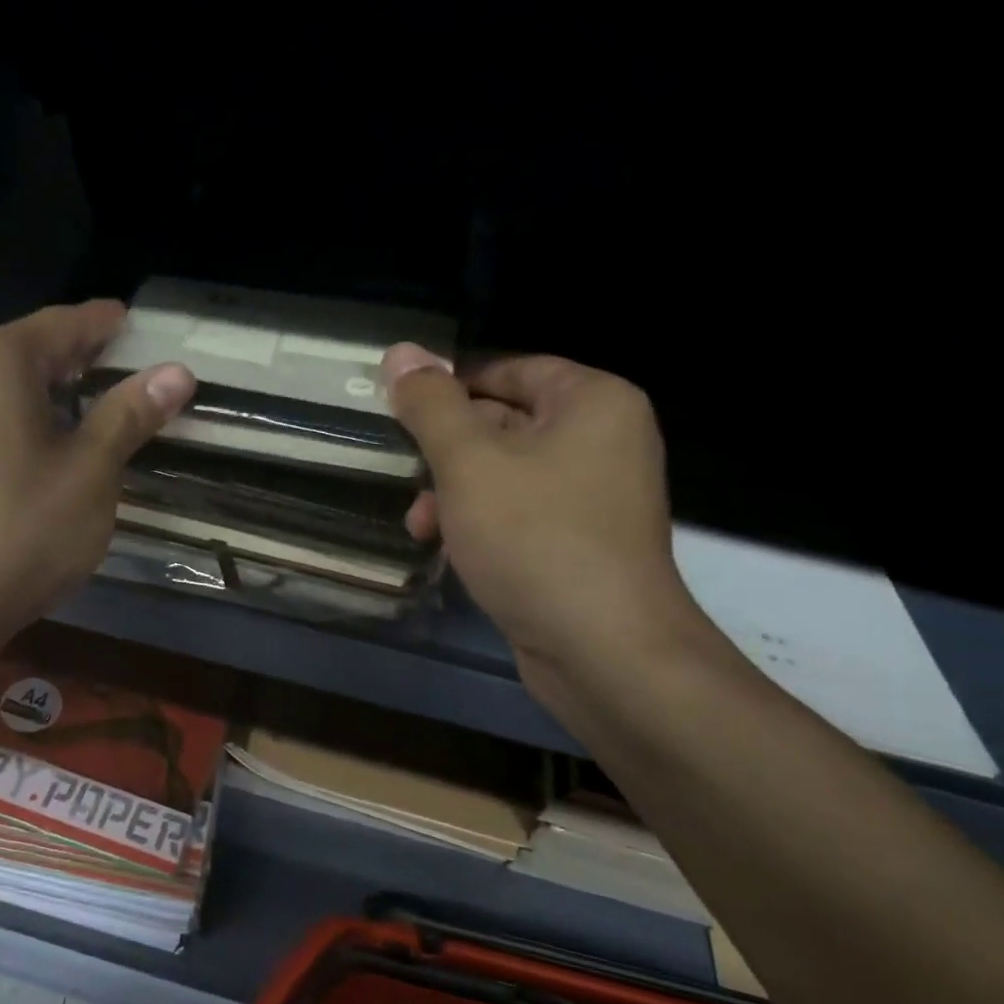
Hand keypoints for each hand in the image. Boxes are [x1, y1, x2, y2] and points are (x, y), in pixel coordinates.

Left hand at [0, 301, 194, 658]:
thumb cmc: (23, 533)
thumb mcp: (90, 473)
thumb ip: (128, 414)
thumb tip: (176, 372)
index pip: (58, 326)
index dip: (98, 323)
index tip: (125, 319)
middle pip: (6, 342)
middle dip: (52, 349)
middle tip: (91, 368)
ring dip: (7, 374)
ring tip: (42, 399)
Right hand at [384, 344, 702, 673]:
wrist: (603, 651)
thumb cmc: (535, 538)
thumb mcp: (468, 463)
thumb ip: (430, 405)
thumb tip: (400, 352)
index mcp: (592, 402)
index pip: (509, 369)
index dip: (450, 386)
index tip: (400, 408)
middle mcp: (603, 440)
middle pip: (505, 421)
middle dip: (446, 450)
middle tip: (402, 467)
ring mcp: (594, 496)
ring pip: (505, 473)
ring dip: (454, 492)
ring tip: (419, 522)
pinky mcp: (580, 543)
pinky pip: (519, 512)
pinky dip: (480, 522)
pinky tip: (444, 546)